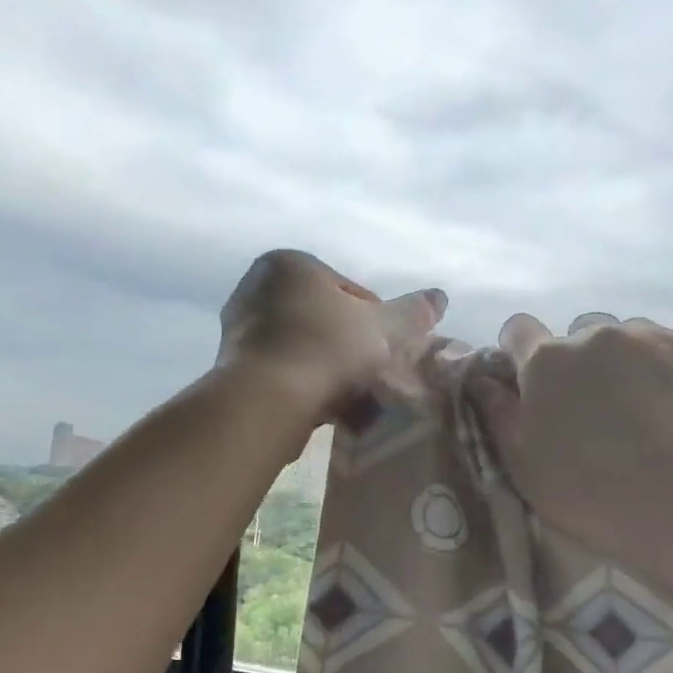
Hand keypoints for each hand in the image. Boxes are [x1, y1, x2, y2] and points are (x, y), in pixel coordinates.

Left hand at [218, 249, 444, 419]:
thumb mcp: (382, 328)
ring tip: (351, 399)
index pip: (348, 290)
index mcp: (289, 264)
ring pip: (304, 348)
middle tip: (372, 375)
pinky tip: (324, 409)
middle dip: (350, 347)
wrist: (265, 401)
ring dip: (329, 370)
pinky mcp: (232, 367)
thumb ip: (412, 312)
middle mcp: (256, 287)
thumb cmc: (326, 349)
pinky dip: (305, 386)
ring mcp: (239, 328)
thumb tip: (440, 296)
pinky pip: (283, 372)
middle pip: (324, 319)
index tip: (387, 350)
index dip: (376, 321)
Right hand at [472, 315, 672, 586]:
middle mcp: (596, 334)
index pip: (518, 330)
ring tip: (651, 411)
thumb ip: (499, 415)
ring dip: (631, 363)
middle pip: (580, 334)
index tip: (535, 382)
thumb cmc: (593, 496)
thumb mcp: (525, 468)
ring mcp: (654, 335)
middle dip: (584, 363)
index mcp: (547, 362)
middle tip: (600, 411)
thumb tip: (483, 380)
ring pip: (633, 337)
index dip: (522, 352)